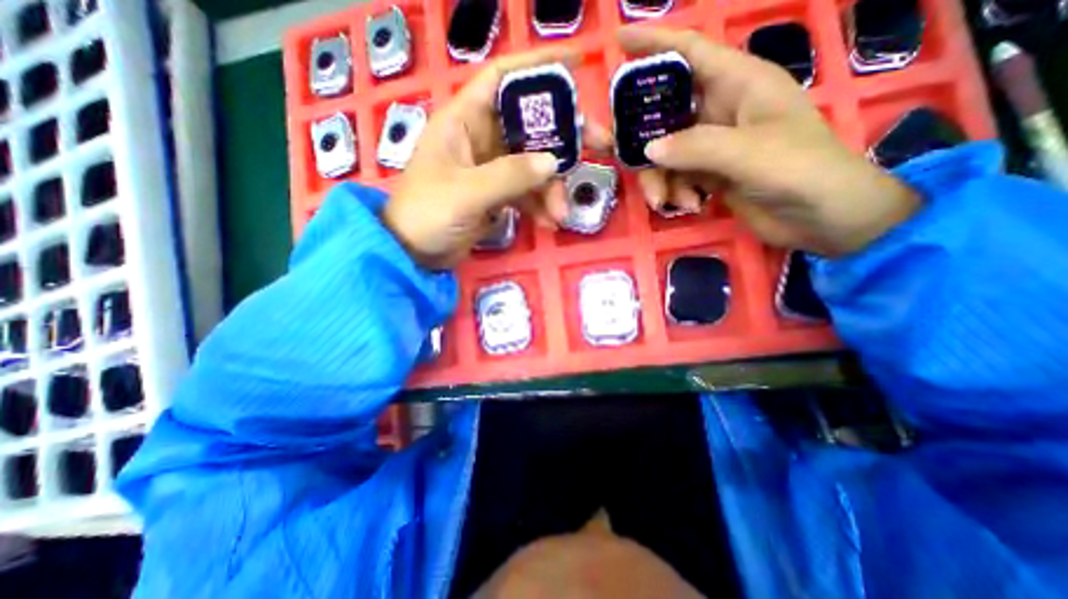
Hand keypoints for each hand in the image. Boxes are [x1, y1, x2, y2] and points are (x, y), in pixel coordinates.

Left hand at [387, 50, 613, 268]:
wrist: (413, 252)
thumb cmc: (427, 213)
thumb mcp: (467, 192)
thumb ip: (510, 176)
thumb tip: (553, 163)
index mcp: (464, 120)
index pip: (502, 77)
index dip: (537, 67)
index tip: (576, 66)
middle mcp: (481, 138)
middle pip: (531, 124)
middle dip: (564, 137)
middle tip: (600, 147)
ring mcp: (491, 168)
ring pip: (534, 164)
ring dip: (552, 187)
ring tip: (561, 213)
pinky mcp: (497, 194)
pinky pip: (527, 192)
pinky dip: (540, 206)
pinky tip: (549, 223)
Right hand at [617, 28, 918, 256]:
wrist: (821, 218)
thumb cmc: (801, 171)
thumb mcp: (749, 154)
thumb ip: (696, 148)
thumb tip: (647, 150)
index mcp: (738, 84)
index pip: (690, 51)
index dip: (655, 43)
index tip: (618, 42)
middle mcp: (719, 109)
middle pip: (664, 111)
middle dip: (637, 133)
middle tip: (607, 146)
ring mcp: (711, 144)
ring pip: (664, 152)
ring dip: (658, 178)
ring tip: (664, 201)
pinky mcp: (707, 173)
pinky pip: (674, 176)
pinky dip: (673, 192)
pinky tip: (687, 205)